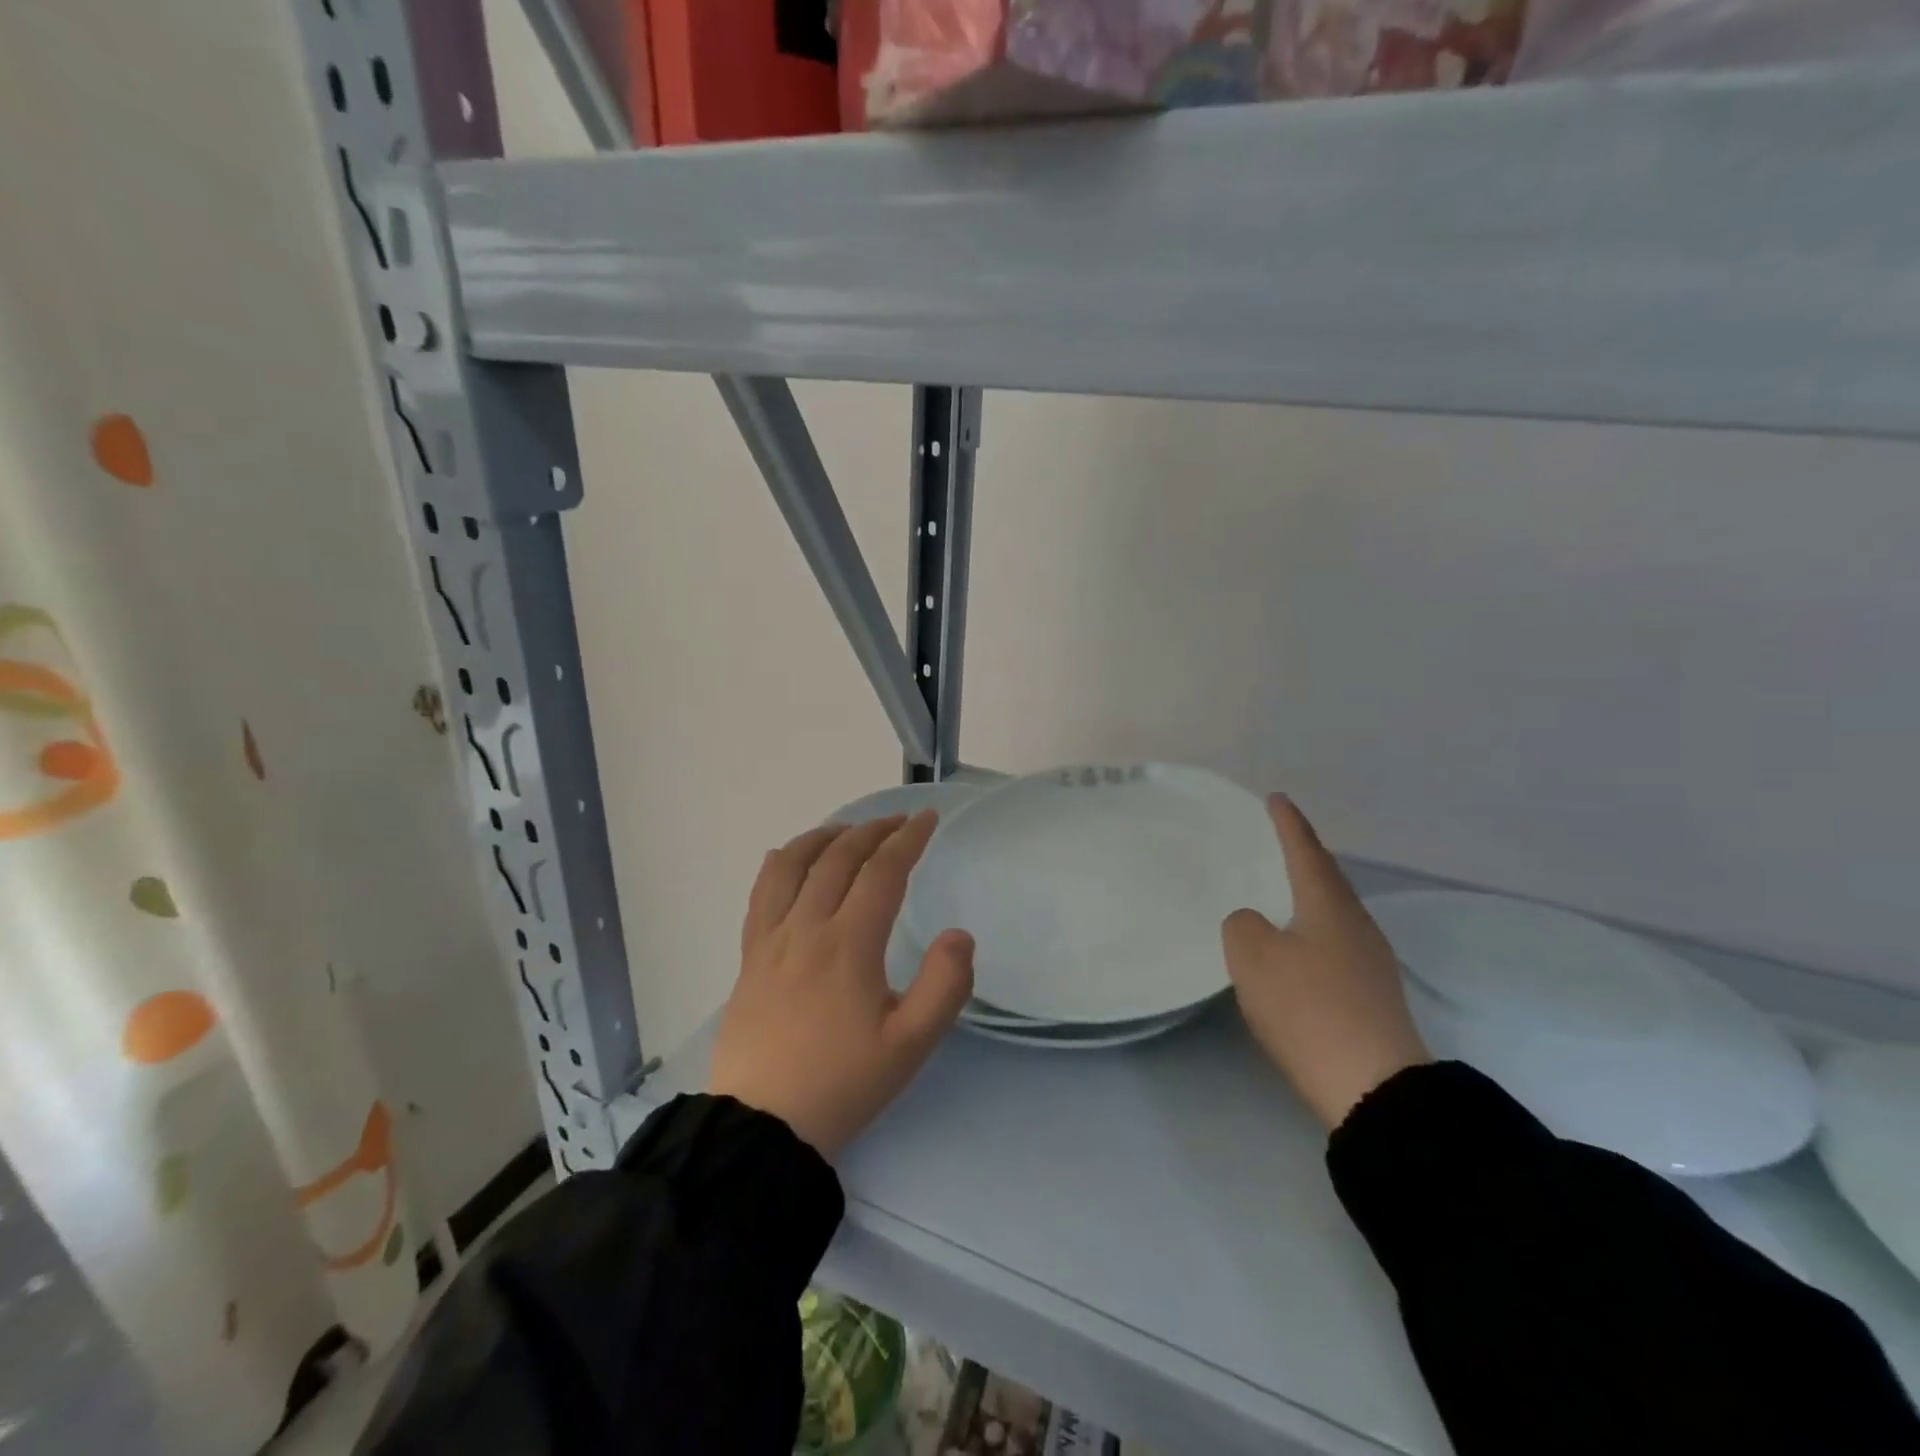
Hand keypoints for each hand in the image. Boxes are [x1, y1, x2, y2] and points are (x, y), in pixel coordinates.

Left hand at [709, 811, 974, 1159]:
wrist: (762, 1126)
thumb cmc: (843, 1084)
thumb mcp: (911, 1045)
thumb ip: (945, 986)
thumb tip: (959, 934)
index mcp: (849, 944)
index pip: (882, 872)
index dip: (908, 839)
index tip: (927, 820)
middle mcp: (807, 928)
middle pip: (839, 858)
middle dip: (873, 831)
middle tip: (898, 822)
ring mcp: (771, 939)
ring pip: (793, 865)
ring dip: (824, 837)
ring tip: (847, 829)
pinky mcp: (749, 957)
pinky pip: (760, 894)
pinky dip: (779, 864)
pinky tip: (786, 857)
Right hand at [1222, 795, 1430, 1130]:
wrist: (1373, 1087)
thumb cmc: (1307, 1007)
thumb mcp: (1252, 956)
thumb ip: (1243, 926)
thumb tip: (1255, 924)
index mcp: (1329, 905)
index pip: (1305, 851)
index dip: (1288, 823)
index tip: (1276, 798)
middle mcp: (1356, 925)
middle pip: (1327, 879)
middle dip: (1303, 857)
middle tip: (1279, 841)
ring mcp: (1370, 962)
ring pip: (1333, 914)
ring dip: (1308, 897)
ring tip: (1283, 892)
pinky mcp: (1371, 996)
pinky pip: (1334, 946)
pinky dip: (1311, 933)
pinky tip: (1297, 949)